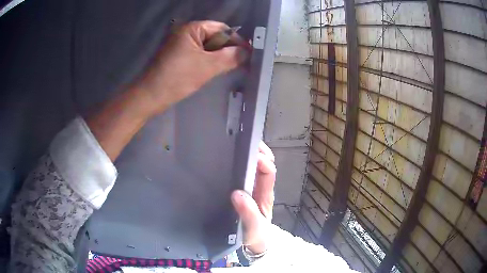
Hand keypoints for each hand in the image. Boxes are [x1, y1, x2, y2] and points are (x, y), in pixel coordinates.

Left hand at [133, 20, 248, 115]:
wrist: (150, 96)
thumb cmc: (177, 78)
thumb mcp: (207, 66)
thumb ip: (230, 57)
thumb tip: (246, 52)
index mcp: (191, 28)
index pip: (221, 28)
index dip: (236, 40)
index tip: (248, 53)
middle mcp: (185, 32)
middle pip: (214, 36)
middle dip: (228, 49)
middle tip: (241, 62)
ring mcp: (180, 44)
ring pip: (207, 47)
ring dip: (219, 56)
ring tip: (230, 67)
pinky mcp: (178, 56)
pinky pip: (198, 54)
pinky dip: (208, 61)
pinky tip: (215, 70)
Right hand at [231, 141, 275, 254]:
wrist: (254, 242)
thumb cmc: (256, 235)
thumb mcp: (253, 228)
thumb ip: (247, 214)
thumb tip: (237, 194)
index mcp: (265, 195)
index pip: (269, 172)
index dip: (263, 160)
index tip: (251, 153)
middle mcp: (261, 188)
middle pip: (264, 164)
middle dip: (258, 150)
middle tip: (244, 140)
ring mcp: (253, 189)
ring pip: (255, 167)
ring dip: (250, 154)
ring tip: (236, 144)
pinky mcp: (245, 191)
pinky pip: (245, 174)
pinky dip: (241, 163)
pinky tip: (230, 160)